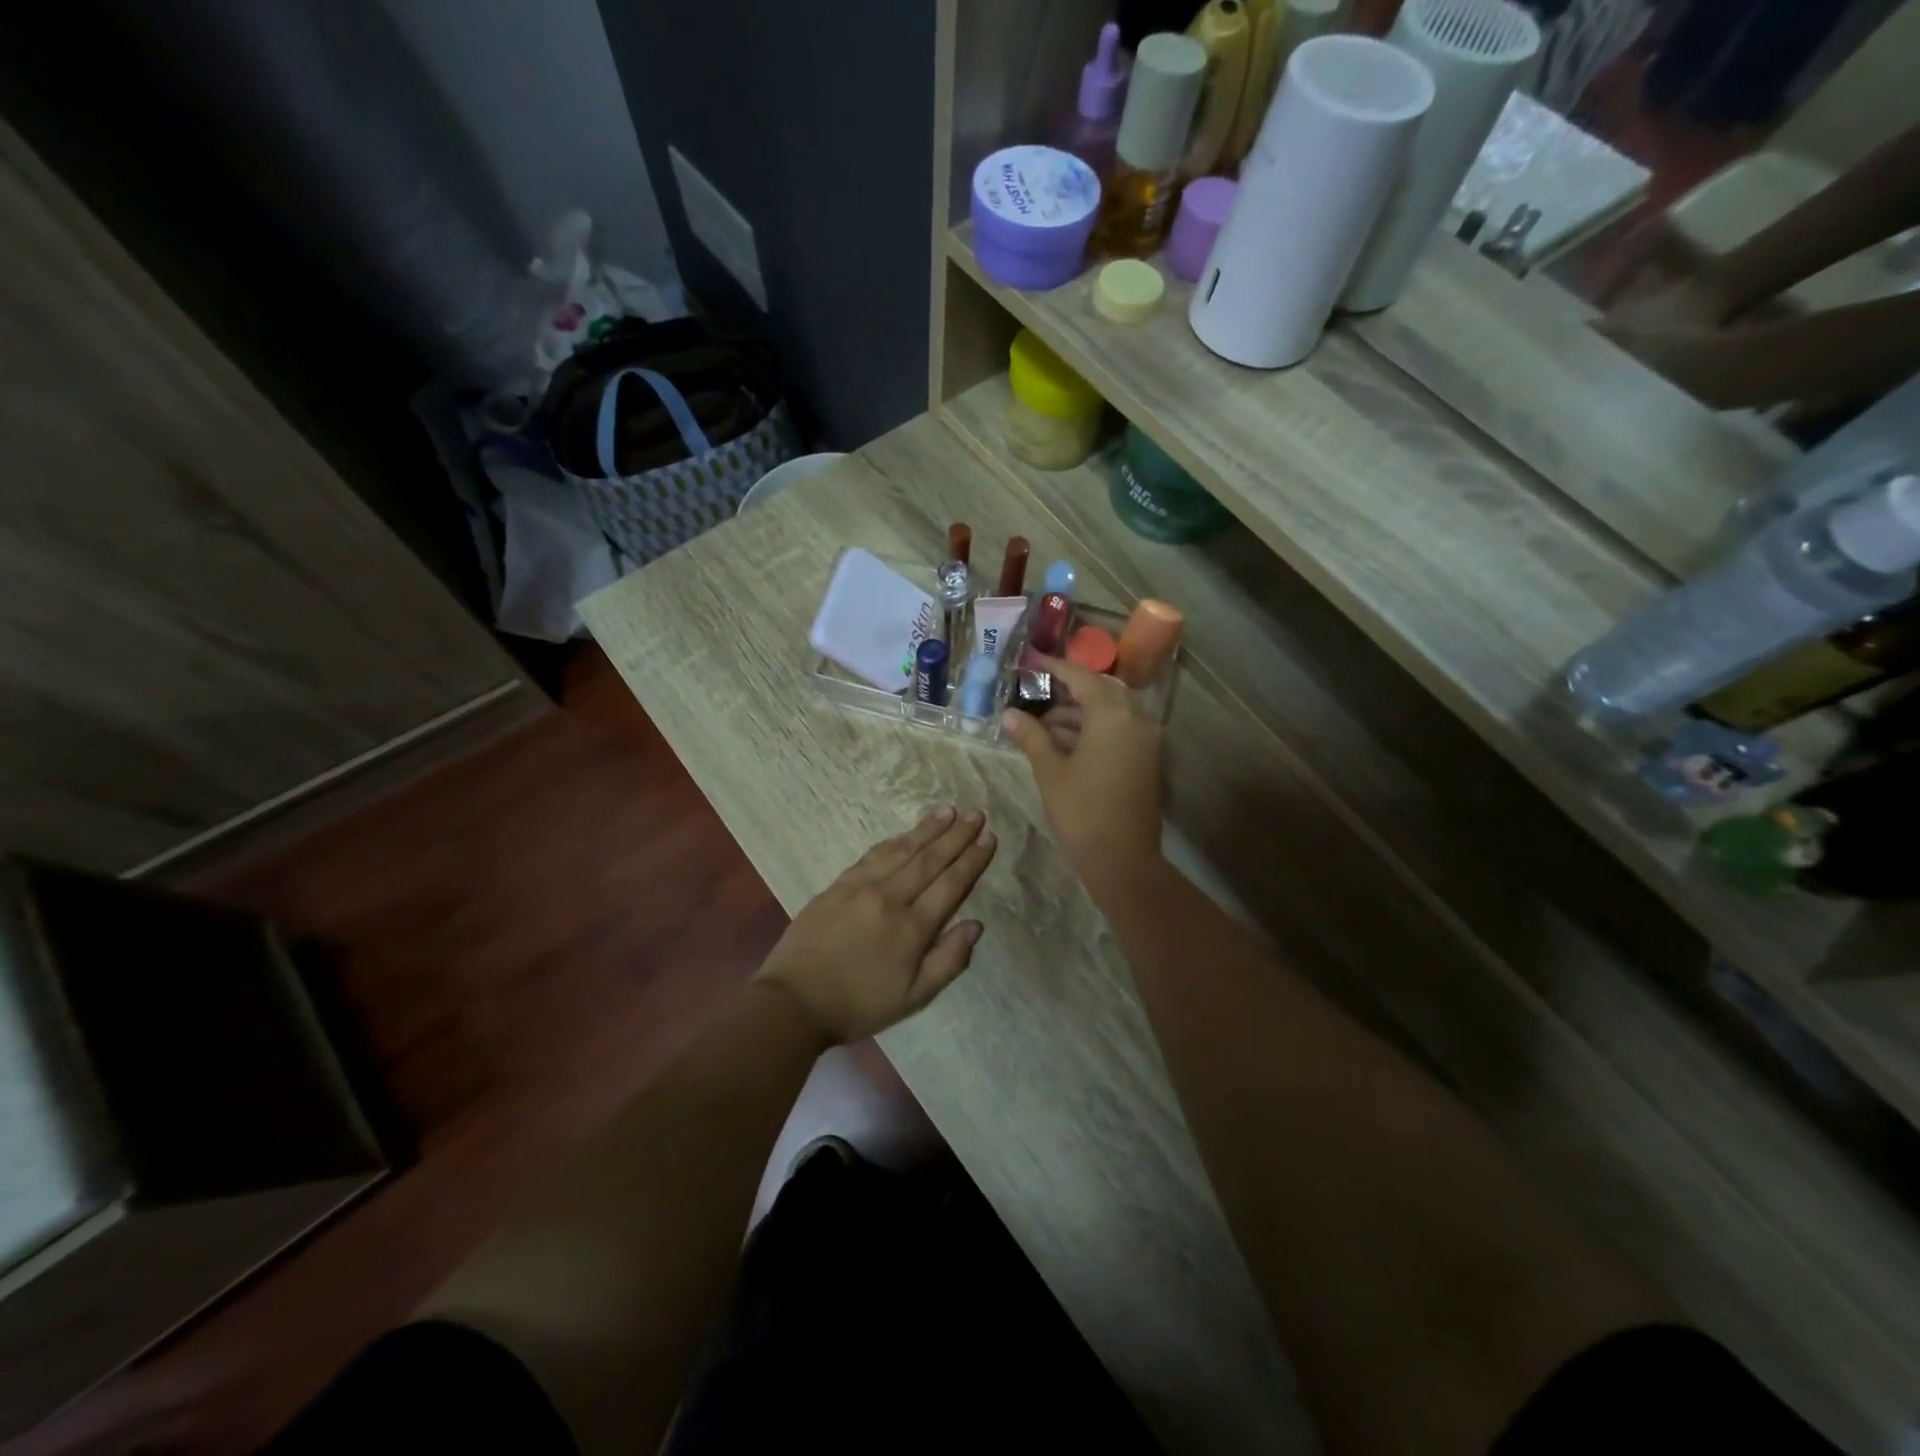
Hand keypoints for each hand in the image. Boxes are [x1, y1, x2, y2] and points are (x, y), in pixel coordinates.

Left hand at [753, 806, 996, 1044]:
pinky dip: (894, 840)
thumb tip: (976, 925)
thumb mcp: (913, 998)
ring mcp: (861, 887)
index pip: (951, 884)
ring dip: (927, 829)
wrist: (793, 1001)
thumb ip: (948, 961)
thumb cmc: (858, 1005)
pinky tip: (906, 833)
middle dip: (956, 836)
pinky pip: (873, 854)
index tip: (989, 838)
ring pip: (902, 850)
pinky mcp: (838, 884)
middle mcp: (890, 898)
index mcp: (912, 928)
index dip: (972, 860)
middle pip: (930, 859)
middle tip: (977, 815)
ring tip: (948, 811)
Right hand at [1001, 656, 1163, 897]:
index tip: (1031, 663)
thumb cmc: (1082, 812)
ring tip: (1041, 725)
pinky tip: (1062, 743)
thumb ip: (1031, 736)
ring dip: (1078, 714)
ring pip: (1109, 713)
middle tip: (1035, 694)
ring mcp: (1145, 741)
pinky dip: (1093, 730)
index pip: (1081, 678)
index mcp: (1113, 716)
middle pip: (1100, 692)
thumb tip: (1010, 714)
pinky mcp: (1146, 760)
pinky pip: (1118, 731)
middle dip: (1067, 691)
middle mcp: (1136, 720)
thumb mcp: (1050, 771)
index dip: (1054, 668)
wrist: (1123, 860)